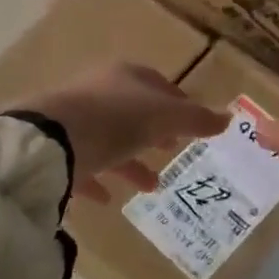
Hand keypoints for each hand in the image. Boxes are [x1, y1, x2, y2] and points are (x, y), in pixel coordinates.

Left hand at [21, 63, 227, 203]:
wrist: (50, 140)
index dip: (177, 102)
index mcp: (125, 77)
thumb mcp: (163, 118)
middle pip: (133, 111)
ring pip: (110, 140)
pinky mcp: (56, 148)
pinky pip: (83, 164)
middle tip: (173, 151)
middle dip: (155, 132)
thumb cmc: (115, 120)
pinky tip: (109, 201)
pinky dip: (98, 180)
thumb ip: (196, 119)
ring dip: (132, 162)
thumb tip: (229, 117)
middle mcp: (99, 91)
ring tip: (152, 187)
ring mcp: (75, 119)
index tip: (192, 125)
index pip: (157, 84)